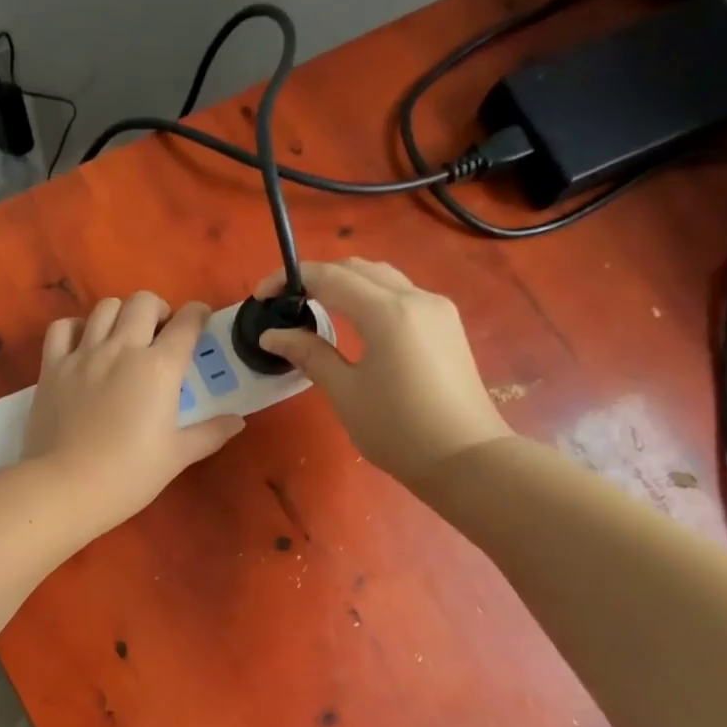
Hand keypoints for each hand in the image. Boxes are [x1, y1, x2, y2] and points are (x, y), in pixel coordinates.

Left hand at [23, 293, 245, 534]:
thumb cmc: (130, 475)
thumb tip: (237, 420)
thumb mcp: (178, 456)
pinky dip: (76, 328)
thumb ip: (210, 433)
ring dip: (120, 314)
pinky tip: (83, 344)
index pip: (187, 322)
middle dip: (159, 310)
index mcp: (159, 367)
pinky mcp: (52, 367)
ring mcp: (83, 354)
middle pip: (144, 302)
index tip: (200, 322)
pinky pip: (62, 328)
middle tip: (160, 334)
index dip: (198, 315)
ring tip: (123, 337)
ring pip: (105, 307)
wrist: (68, 487)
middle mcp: (122, 349)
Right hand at [257, 259, 510, 491]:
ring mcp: (436, 308)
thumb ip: (310, 354)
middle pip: (357, 268)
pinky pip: (400, 294)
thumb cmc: (398, 430)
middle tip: (285, 303)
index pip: (329, 277)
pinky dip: (369, 296)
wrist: (465, 458)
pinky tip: (353, 322)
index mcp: (387, 313)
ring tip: (315, 308)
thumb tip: (272, 335)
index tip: (260, 297)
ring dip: (344, 283)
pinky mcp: (446, 324)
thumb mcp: (346, 393)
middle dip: (316, 277)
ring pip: (381, 277)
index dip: (290, 279)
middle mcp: (415, 297)